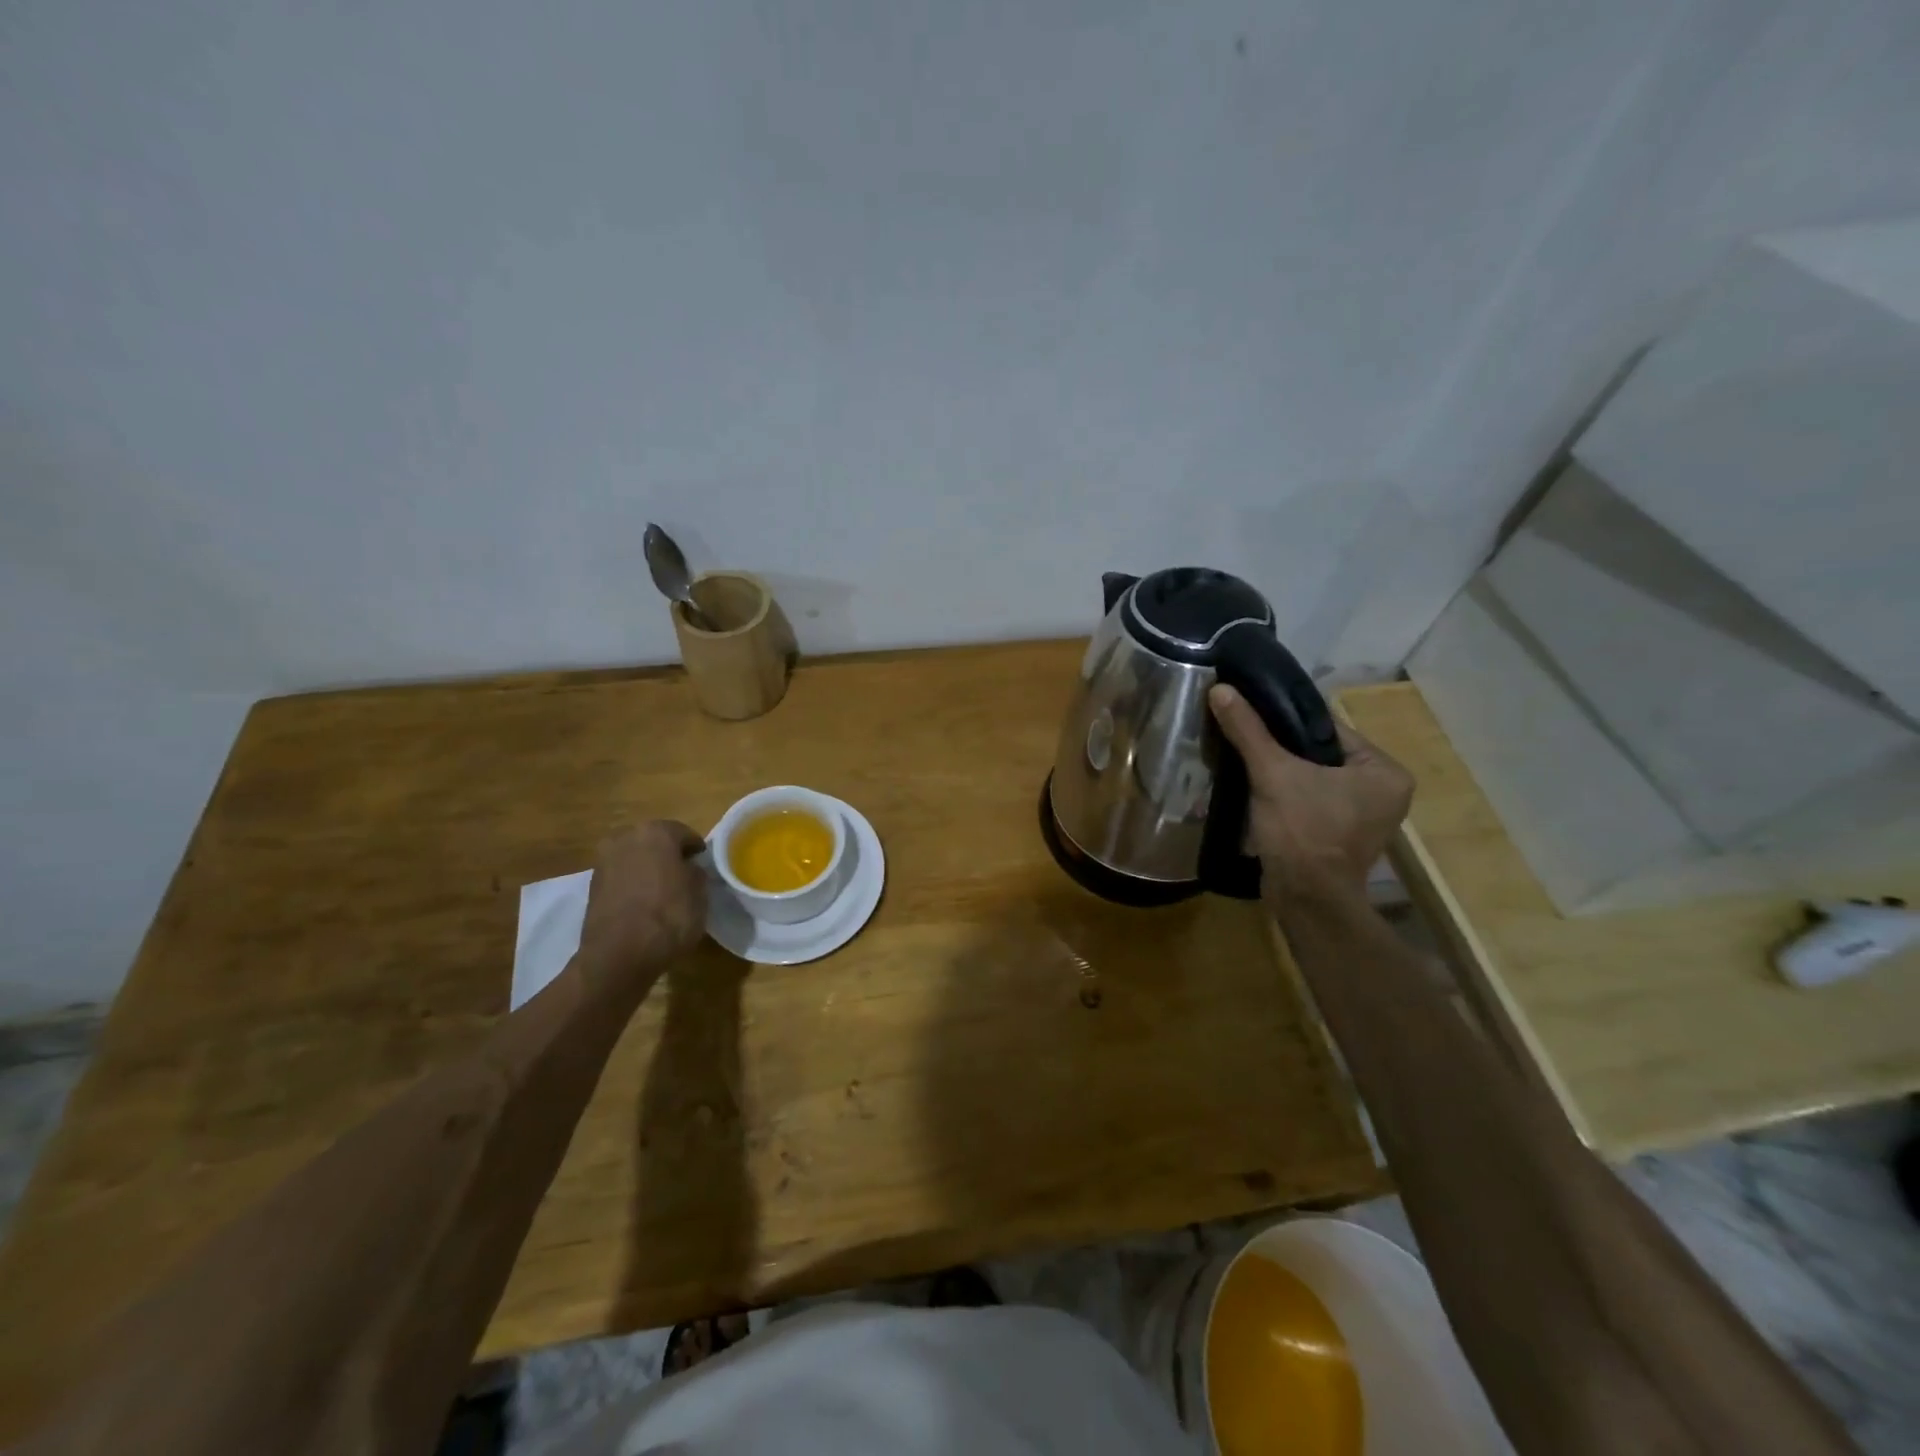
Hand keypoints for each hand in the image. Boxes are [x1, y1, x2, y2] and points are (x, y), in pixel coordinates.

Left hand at [577, 821, 708, 993]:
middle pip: (654, 841)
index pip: (684, 834)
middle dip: (668, 855)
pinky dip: (632, 885)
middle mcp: (626, 838)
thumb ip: (696, 874)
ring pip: (635, 858)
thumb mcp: (700, 894)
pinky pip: (621, 877)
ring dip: (647, 869)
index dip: (696, 850)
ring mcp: (604, 861)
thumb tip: (689, 869)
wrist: (618, 955)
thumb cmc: (669, 917)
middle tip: (683, 875)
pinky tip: (643, 904)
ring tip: (662, 892)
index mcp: (656, 832)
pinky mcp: (592, 886)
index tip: (703, 864)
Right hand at [1208, 684, 1412, 896]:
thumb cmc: (1302, 831)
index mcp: (1385, 771)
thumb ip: (1248, 730)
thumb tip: (1220, 689)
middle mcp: (1383, 792)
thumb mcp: (1273, 773)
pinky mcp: (1340, 837)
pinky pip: (1309, 802)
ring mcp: (1364, 818)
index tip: (1253, 718)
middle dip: (1282, 751)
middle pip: (1319, 754)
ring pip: (1312, 779)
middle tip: (1245, 741)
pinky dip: (1285, 796)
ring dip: (1280, 774)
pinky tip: (1256, 791)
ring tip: (1245, 762)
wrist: (1305, 900)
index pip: (1329, 730)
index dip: (1287, 723)